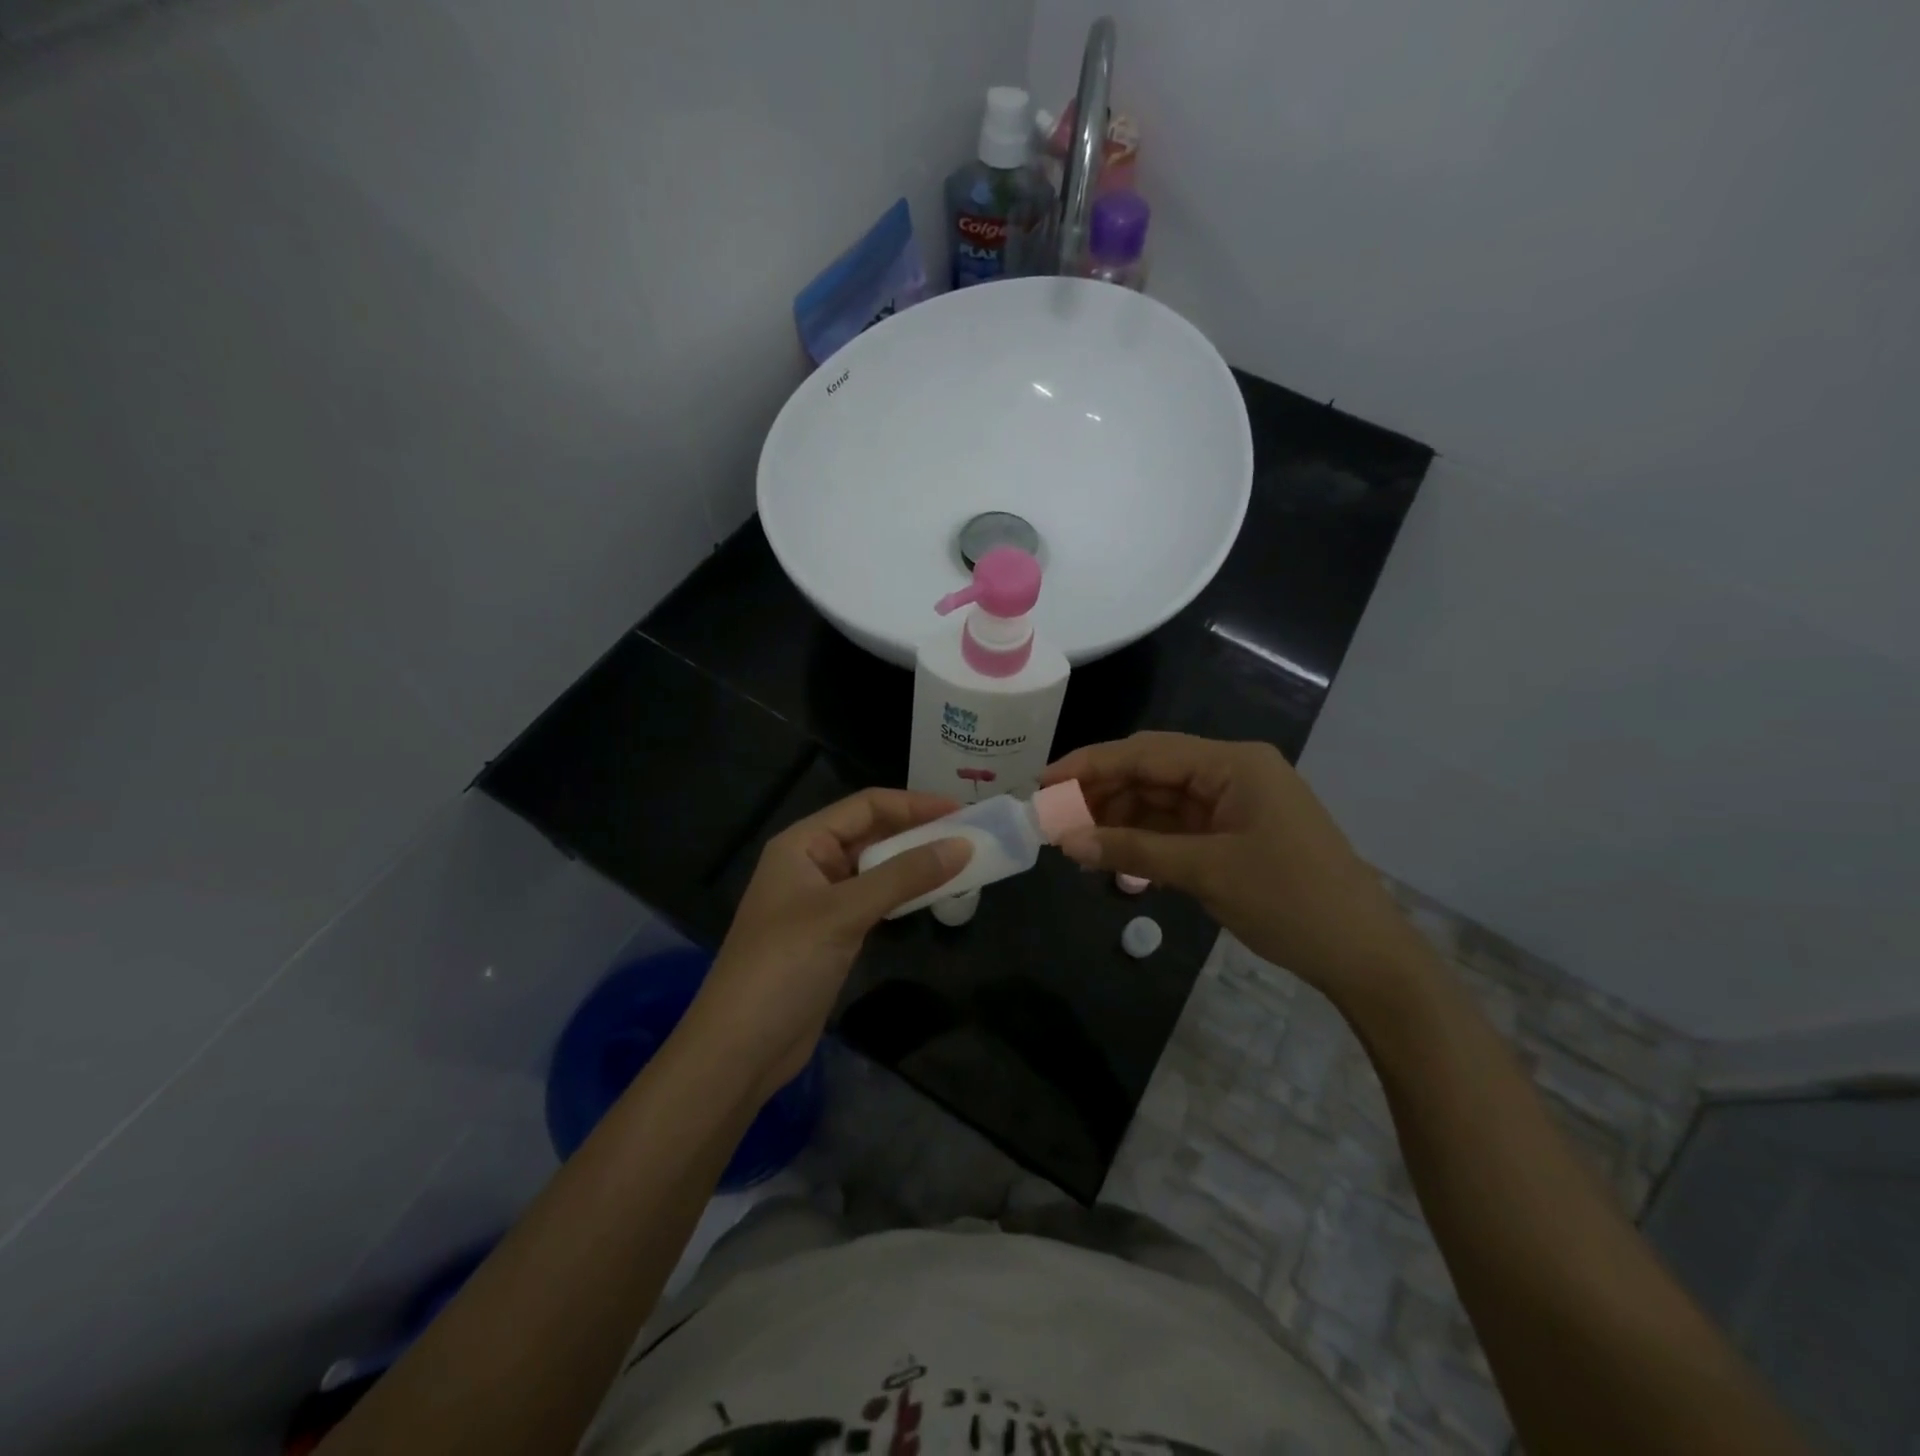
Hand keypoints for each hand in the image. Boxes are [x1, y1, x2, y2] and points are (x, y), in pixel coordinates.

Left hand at [678, 788, 971, 1103]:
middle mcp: (811, 864)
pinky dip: (903, 895)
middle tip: (970, 838)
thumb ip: (904, 876)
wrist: (740, 1049)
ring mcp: (822, 901)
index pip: (866, 806)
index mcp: (802, 844)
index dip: (914, 804)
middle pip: (872, 834)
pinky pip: (875, 900)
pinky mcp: (833, 934)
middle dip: (918, 832)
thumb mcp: (845, 913)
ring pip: (876, 869)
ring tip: (961, 863)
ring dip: (914, 864)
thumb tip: (964, 845)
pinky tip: (932, 897)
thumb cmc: (784, 965)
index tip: (962, 812)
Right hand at [1042, 732, 1426, 1003]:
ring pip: (1161, 801)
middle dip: (1101, 794)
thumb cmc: (1291, 901)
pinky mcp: (1235, 834)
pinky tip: (1115, 861)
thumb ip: (1133, 852)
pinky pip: (1178, 828)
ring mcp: (1235, 804)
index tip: (1043, 782)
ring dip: (1120, 821)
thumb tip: (1066, 841)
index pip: (1146, 752)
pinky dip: (1145, 842)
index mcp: (1232, 764)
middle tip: (1053, 819)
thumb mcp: (1206, 873)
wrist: (1365, 956)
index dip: (1090, 765)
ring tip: (1076, 846)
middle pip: (1151, 772)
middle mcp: (1232, 773)